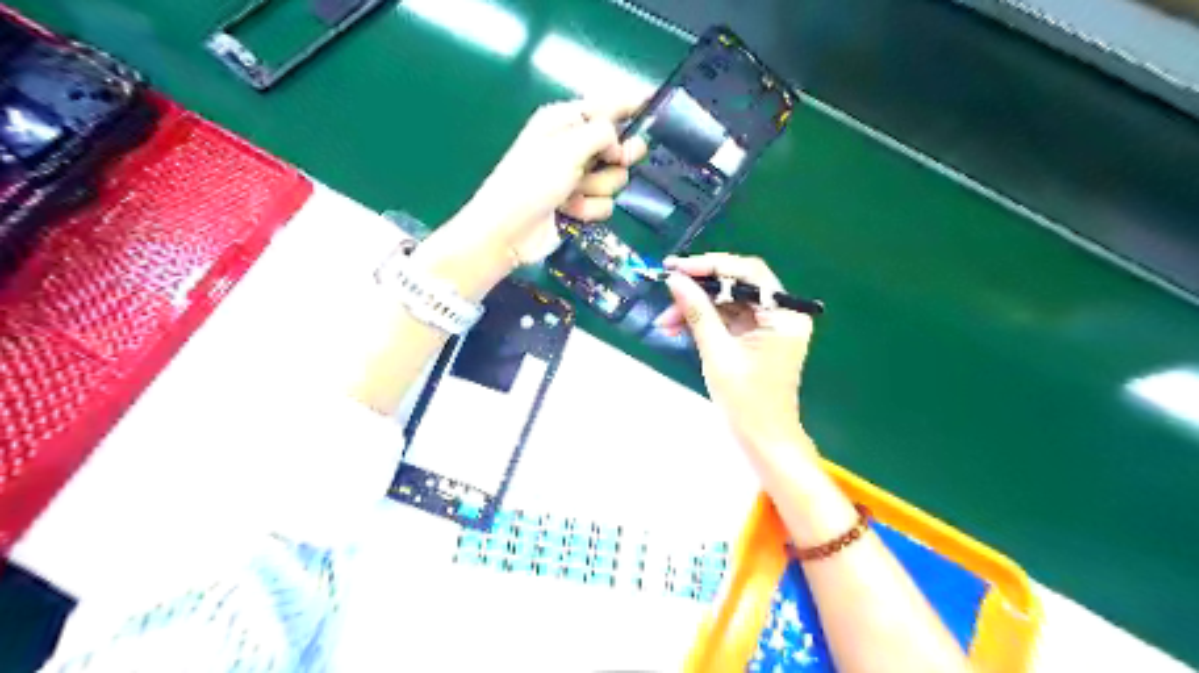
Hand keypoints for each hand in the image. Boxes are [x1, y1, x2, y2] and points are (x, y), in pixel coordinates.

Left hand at [456, 98, 651, 263]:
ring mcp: (576, 178)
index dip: (629, 105)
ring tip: (573, 193)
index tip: (653, 102)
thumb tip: (618, 142)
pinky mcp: (579, 205)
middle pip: (618, 145)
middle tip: (617, 160)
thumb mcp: (566, 148)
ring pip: (614, 178)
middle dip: (618, 157)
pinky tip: (570, 212)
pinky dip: (590, 209)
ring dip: (597, 188)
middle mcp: (572, 147)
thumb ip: (601, 134)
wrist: (508, 231)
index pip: (605, 107)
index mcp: (564, 122)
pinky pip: (604, 203)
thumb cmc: (531, 182)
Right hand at [655, 251, 815, 450]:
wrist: (764, 441)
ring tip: (665, 323)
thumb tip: (675, 280)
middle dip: (698, 291)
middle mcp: (782, 313)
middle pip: (736, 286)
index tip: (676, 267)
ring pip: (727, 302)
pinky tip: (678, 329)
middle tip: (666, 296)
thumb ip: (697, 312)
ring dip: (696, 308)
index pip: (747, 273)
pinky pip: (727, 319)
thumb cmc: (746, 401)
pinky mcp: (757, 338)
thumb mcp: (718, 353)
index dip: (709, 265)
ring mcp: (769, 326)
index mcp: (784, 314)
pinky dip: (704, 322)